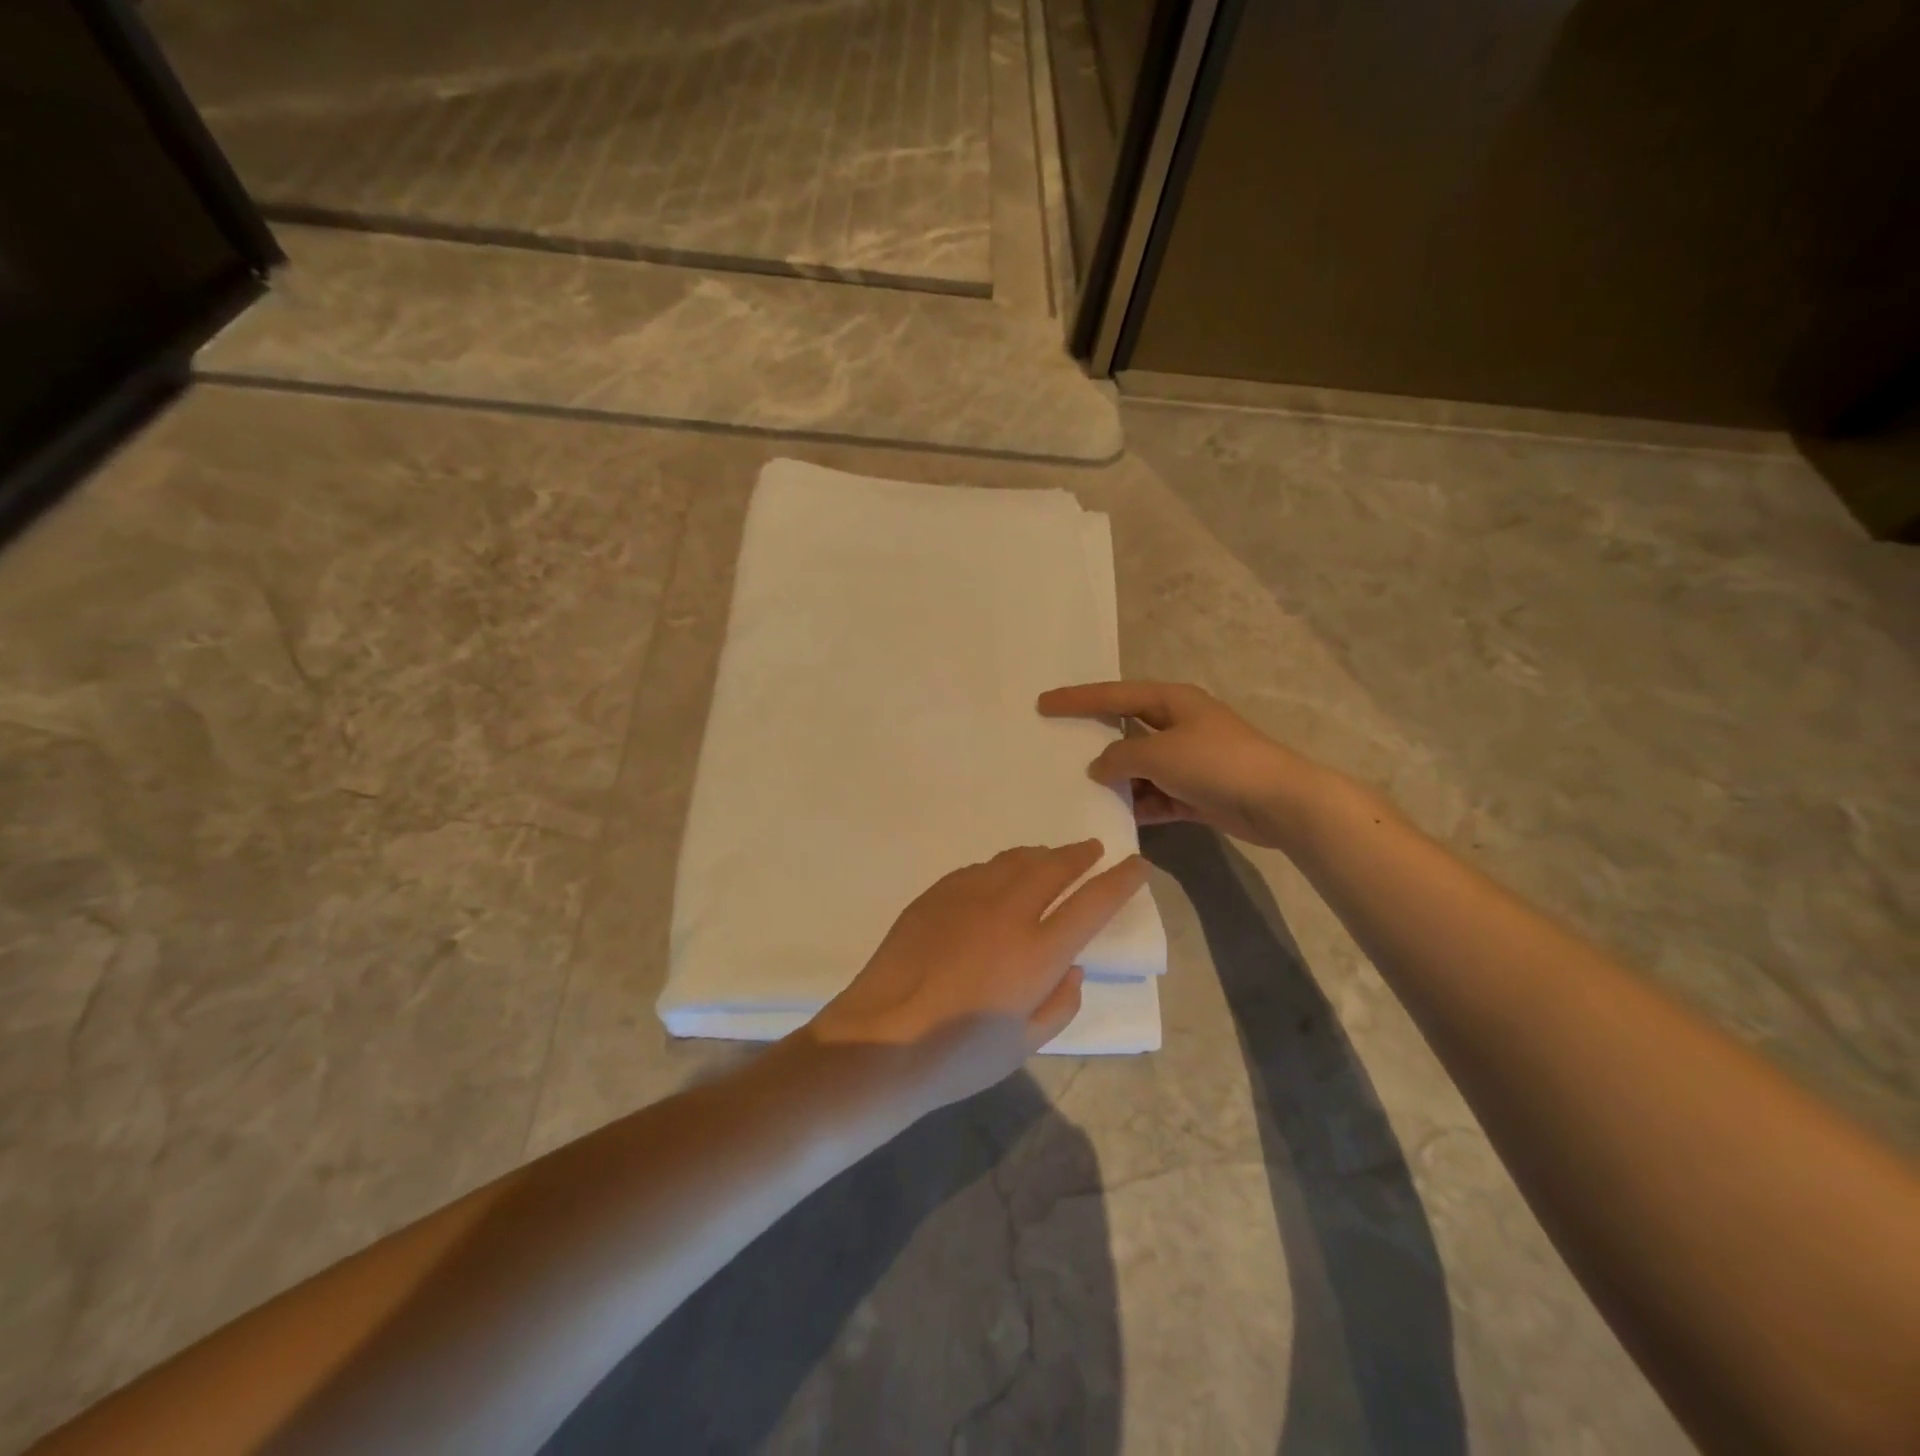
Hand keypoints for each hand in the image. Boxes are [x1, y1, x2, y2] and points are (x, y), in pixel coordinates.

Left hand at [804, 841, 1147, 1112]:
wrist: (881, 1039)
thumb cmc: (958, 1055)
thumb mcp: (1025, 1044)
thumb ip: (1060, 1002)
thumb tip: (1071, 967)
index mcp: (1038, 951)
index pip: (1094, 902)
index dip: (1121, 879)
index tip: (1138, 865)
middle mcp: (1008, 911)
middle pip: (1054, 866)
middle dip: (1080, 854)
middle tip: (1094, 849)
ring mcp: (967, 896)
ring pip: (1014, 860)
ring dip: (1041, 855)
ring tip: (1051, 857)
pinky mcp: (935, 894)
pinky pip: (979, 869)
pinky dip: (1001, 868)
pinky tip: (999, 877)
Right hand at [1038, 681, 1325, 849]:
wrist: (1278, 802)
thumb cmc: (1216, 763)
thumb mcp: (1159, 754)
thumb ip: (1120, 756)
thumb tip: (1099, 766)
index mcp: (1171, 701)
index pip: (1113, 695)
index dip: (1076, 699)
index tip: (1043, 703)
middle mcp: (1178, 725)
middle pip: (1125, 730)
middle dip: (1094, 742)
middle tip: (1057, 748)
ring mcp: (1188, 760)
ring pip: (1139, 767)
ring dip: (1116, 780)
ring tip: (1078, 790)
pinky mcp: (1196, 792)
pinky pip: (1156, 795)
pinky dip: (1139, 805)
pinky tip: (1115, 817)